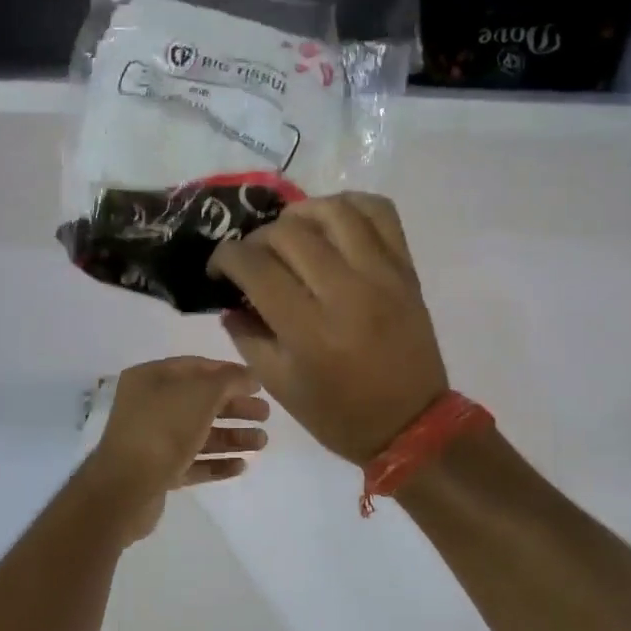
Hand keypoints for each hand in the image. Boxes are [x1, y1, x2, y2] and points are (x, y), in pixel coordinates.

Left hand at [82, 358, 269, 537]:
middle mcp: (148, 406)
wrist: (125, 489)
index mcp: (150, 379)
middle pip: (199, 402)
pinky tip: (242, 466)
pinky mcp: (157, 472)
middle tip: (265, 415)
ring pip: (198, 434)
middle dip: (234, 407)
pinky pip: (192, 462)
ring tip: (262, 443)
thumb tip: (249, 376)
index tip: (258, 384)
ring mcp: (152, 441)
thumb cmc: (163, 429)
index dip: (228, 373)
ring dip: (231, 437)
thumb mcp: (200, 394)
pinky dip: (216, 462)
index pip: (195, 367)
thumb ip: (228, 380)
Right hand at [208, 193, 448, 463]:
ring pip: (334, 211)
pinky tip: (332, 222)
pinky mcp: (406, 269)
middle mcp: (347, 293)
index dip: (225, 258)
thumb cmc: (338, 415)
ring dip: (300, 214)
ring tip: (290, 233)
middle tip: (253, 258)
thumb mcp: (278, 385)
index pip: (255, 267)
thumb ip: (247, 336)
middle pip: (289, 233)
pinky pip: (380, 212)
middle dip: (257, 239)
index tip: (219, 268)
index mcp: (310, 330)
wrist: (411, 425)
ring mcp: (382, 275)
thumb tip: (231, 299)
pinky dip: (350, 205)